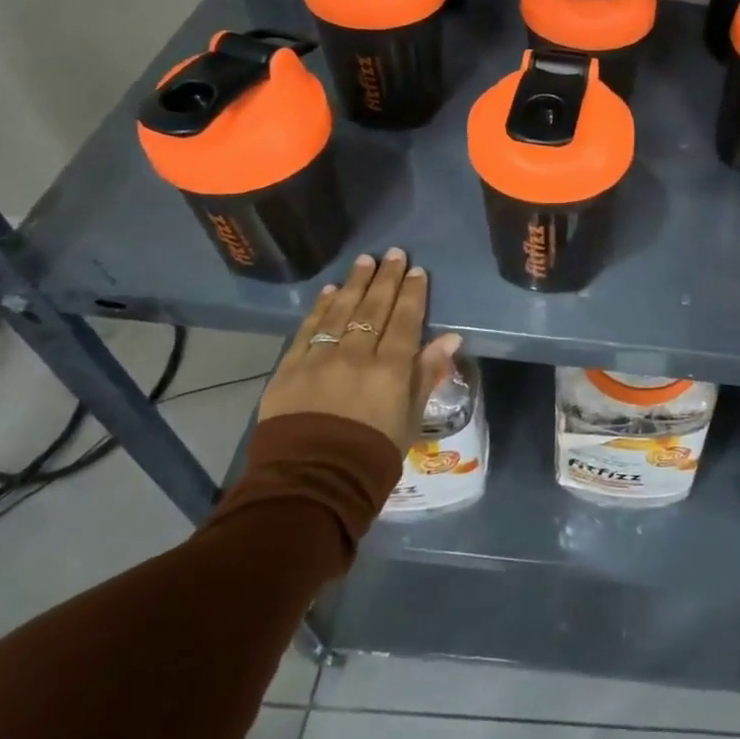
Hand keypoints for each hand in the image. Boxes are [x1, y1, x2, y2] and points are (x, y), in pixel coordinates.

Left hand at [259, 249, 462, 453]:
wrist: (310, 484)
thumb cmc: (371, 457)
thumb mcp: (410, 420)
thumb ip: (426, 375)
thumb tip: (449, 339)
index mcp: (390, 369)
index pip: (405, 321)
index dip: (413, 294)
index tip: (418, 271)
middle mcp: (356, 355)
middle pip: (374, 308)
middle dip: (386, 279)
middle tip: (395, 254)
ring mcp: (320, 359)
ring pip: (341, 311)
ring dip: (355, 283)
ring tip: (365, 261)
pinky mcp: (290, 369)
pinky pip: (308, 329)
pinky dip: (320, 307)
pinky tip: (329, 290)